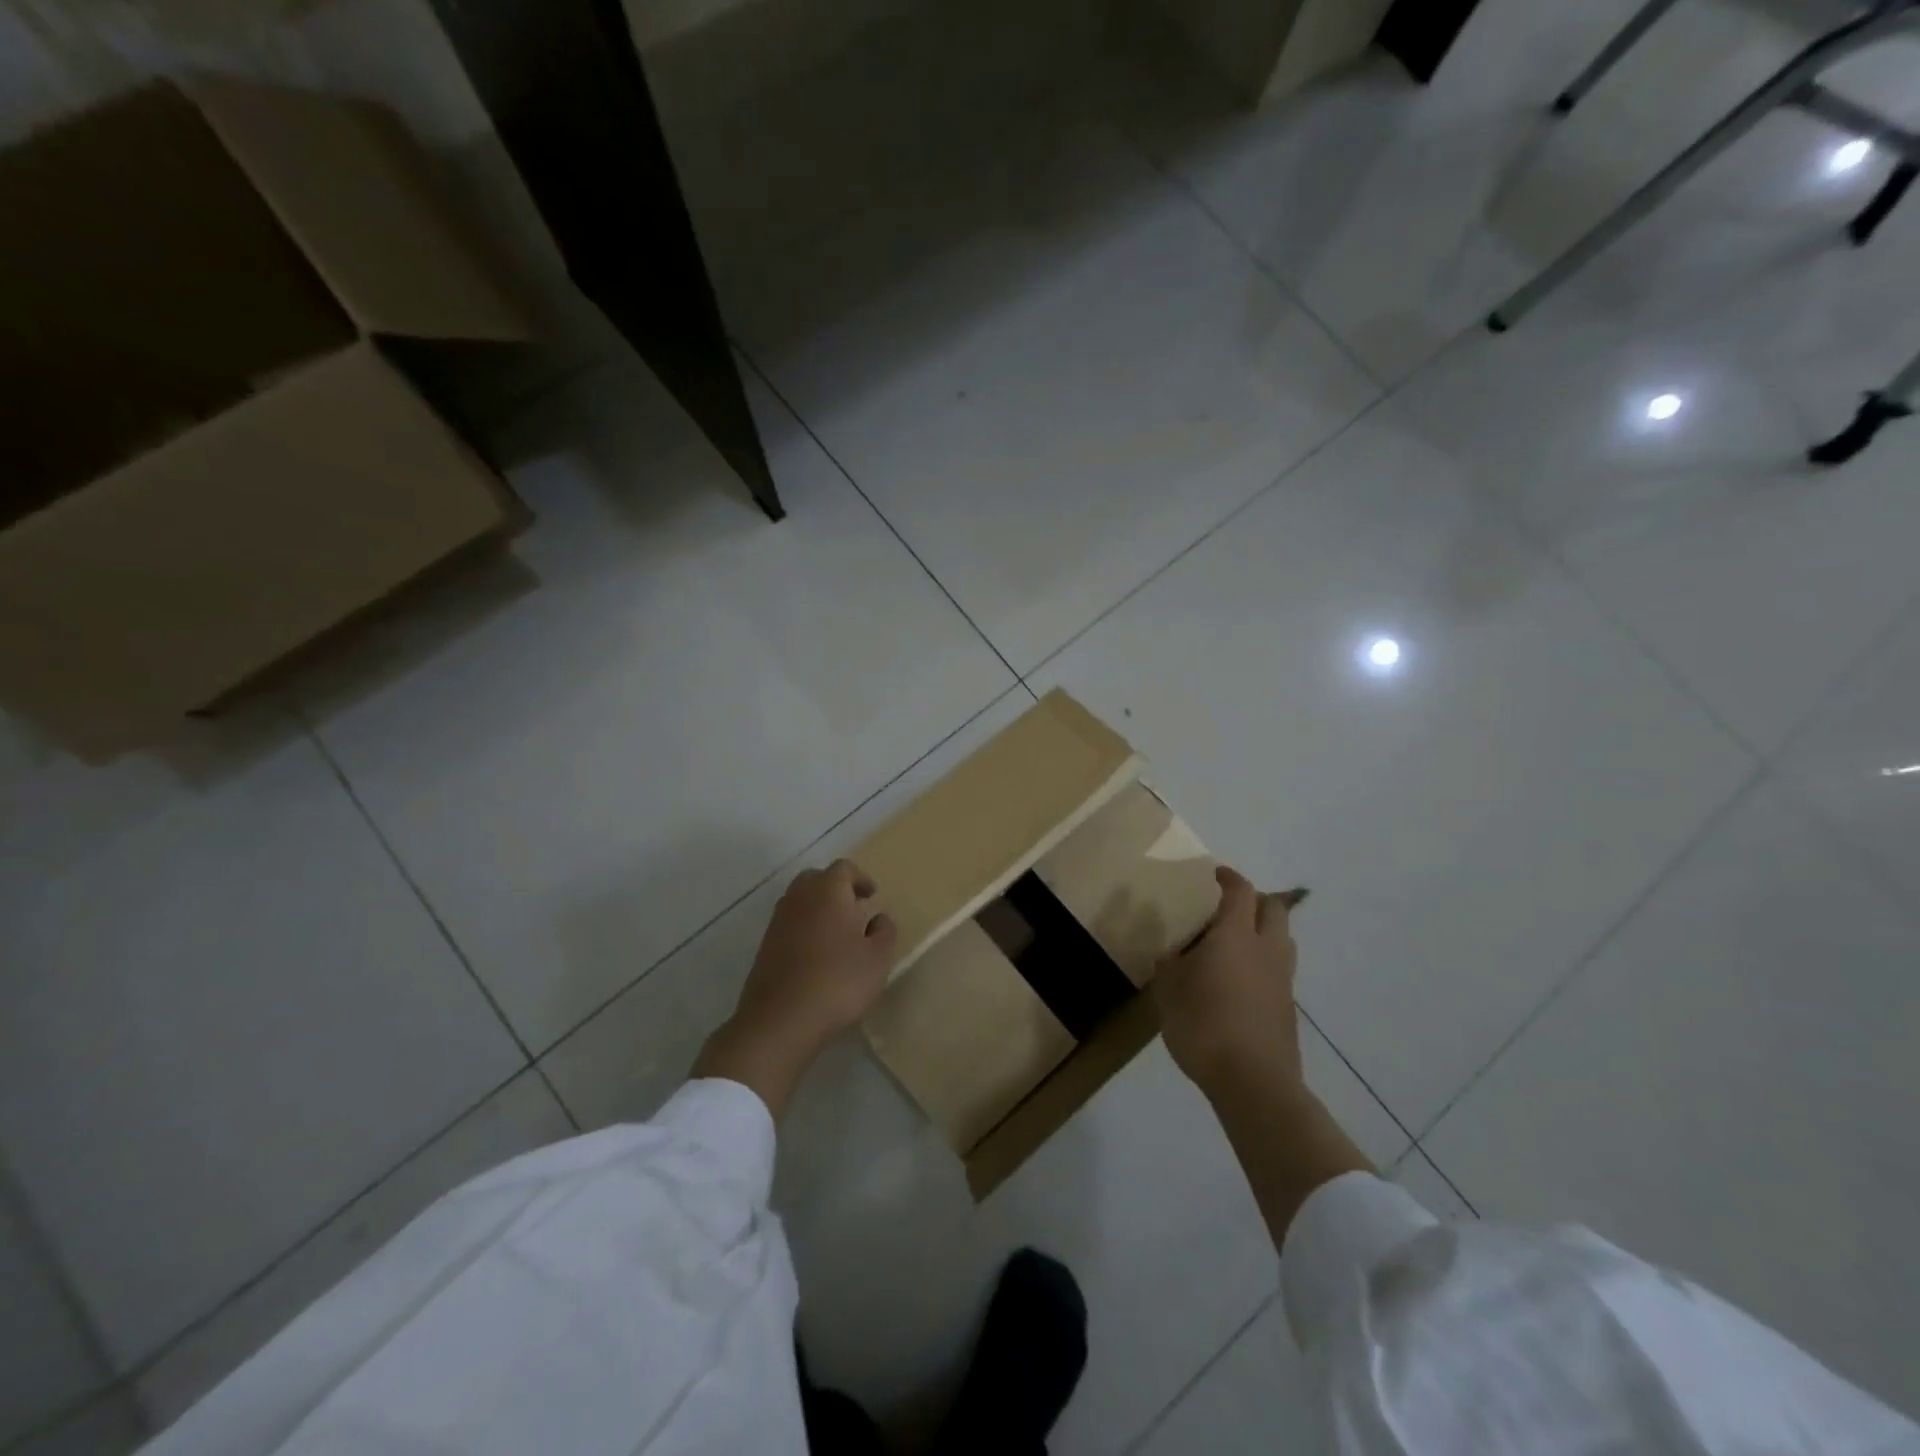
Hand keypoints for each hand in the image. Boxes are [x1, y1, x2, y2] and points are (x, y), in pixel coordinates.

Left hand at [693, 860, 897, 1117]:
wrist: (780, 1020)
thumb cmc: (838, 982)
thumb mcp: (878, 959)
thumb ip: (884, 932)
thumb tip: (878, 917)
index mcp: (829, 891)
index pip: (843, 868)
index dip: (860, 878)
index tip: (872, 896)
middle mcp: (799, 897)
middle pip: (816, 879)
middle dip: (835, 889)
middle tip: (854, 909)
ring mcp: (777, 921)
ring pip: (799, 901)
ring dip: (818, 909)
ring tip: (837, 934)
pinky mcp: (764, 946)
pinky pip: (789, 924)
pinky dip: (803, 929)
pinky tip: (816, 956)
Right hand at [1153, 866, 1306, 1099]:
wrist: (1254, 1082)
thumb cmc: (1204, 1025)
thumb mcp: (1168, 991)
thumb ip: (1169, 965)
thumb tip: (1171, 953)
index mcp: (1235, 935)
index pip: (1240, 892)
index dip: (1229, 878)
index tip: (1215, 874)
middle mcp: (1266, 949)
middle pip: (1274, 909)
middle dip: (1254, 899)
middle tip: (1228, 904)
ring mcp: (1282, 979)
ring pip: (1282, 939)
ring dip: (1263, 930)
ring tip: (1235, 941)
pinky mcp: (1288, 1008)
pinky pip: (1279, 969)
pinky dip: (1263, 962)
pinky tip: (1239, 981)